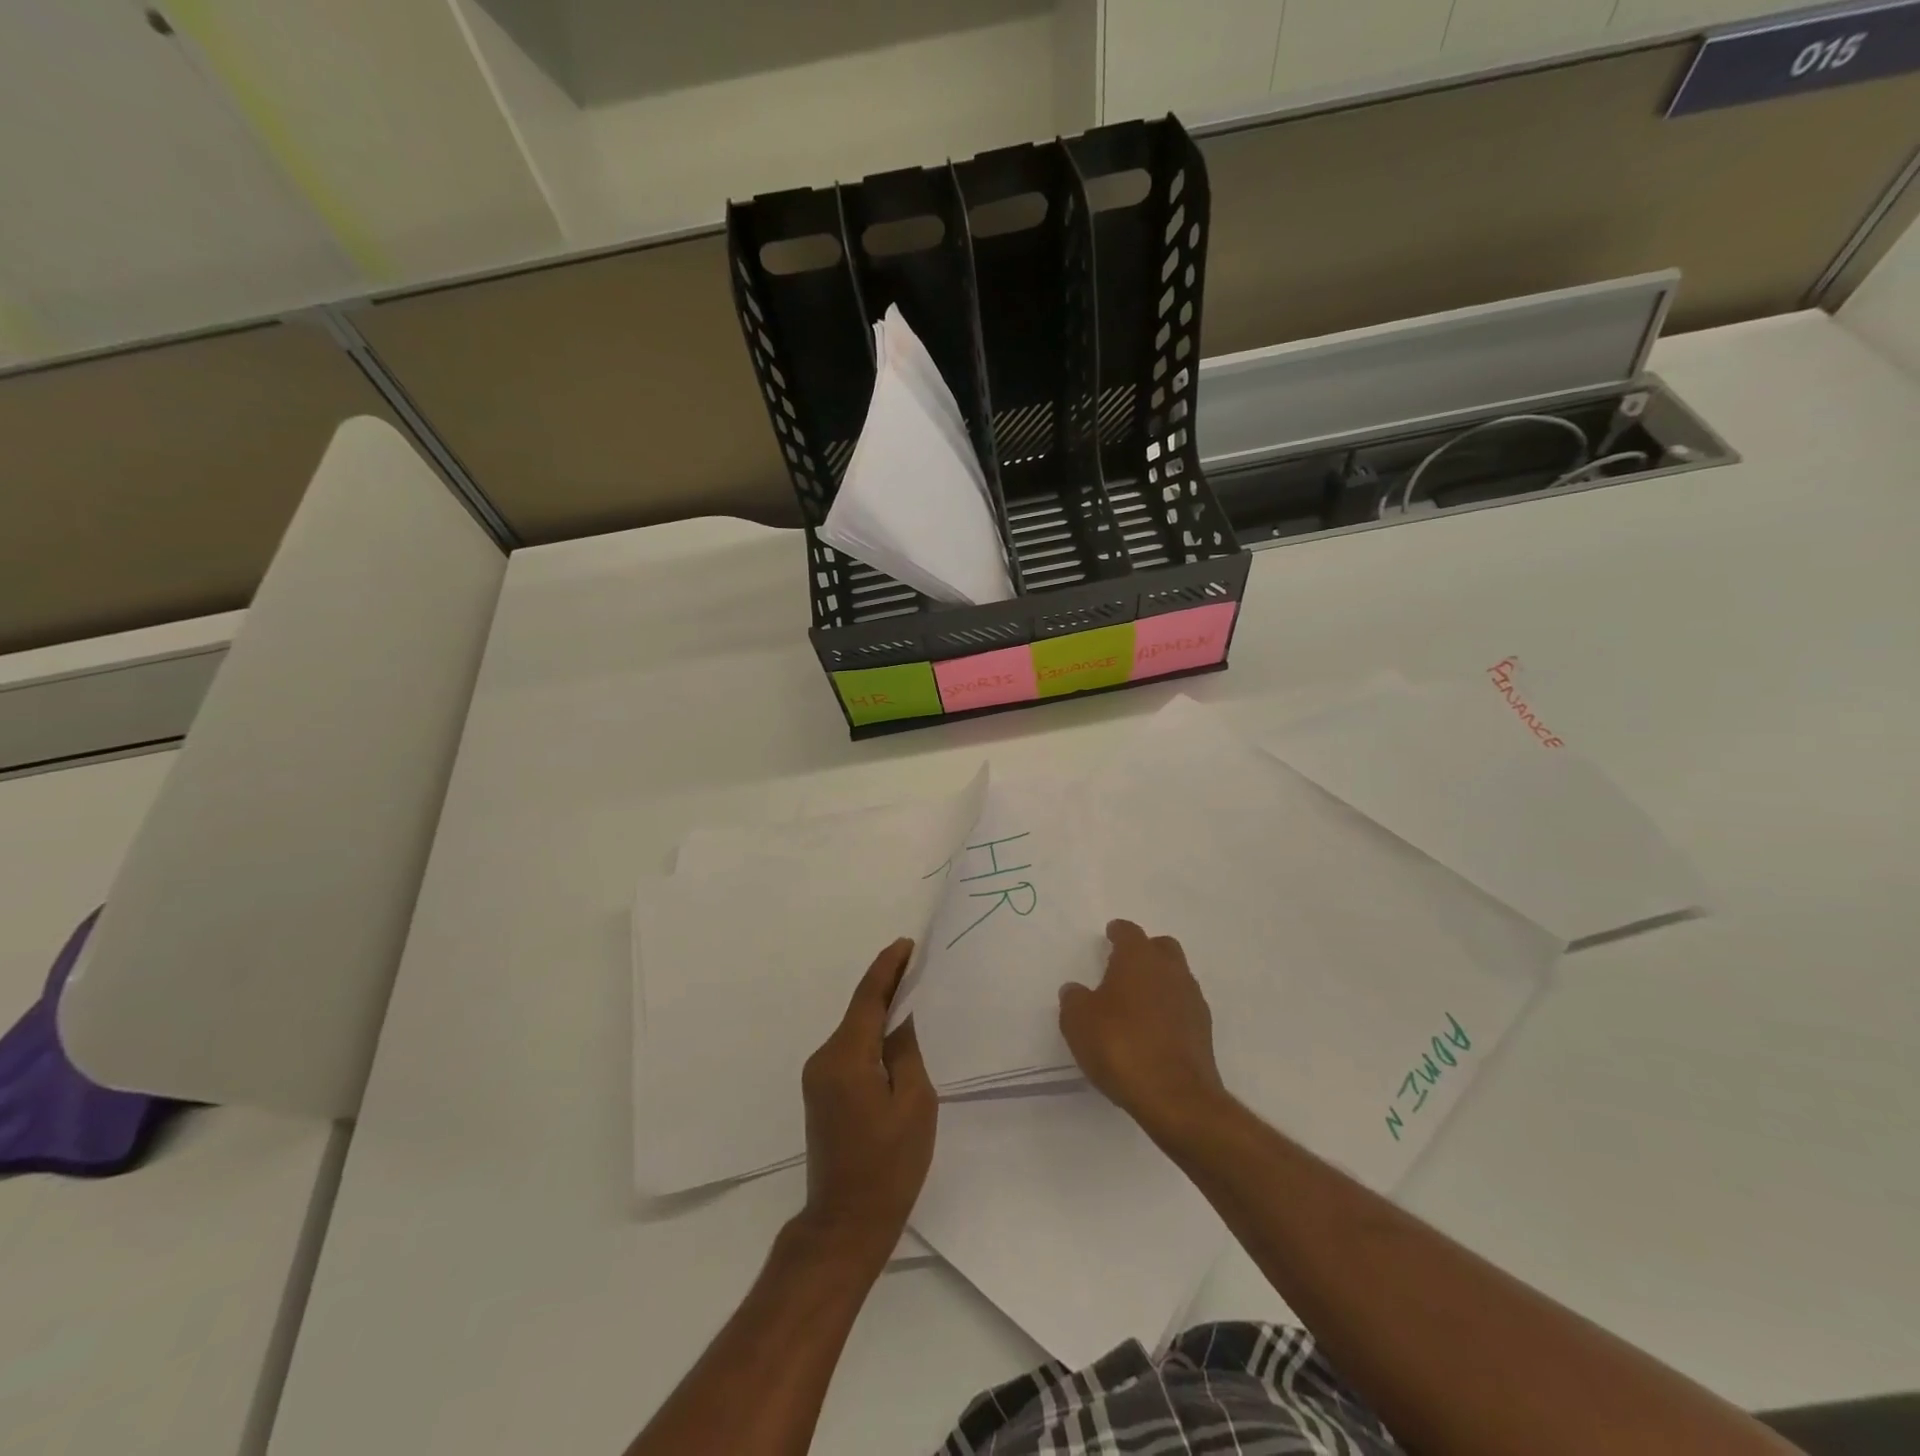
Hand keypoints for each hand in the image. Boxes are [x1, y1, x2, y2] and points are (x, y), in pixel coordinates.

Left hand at [799, 938, 936, 1260]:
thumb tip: (900, 1016)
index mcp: (846, 1057)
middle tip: (918, 966)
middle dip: (887, 987)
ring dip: (880, 1014)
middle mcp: (824, 1059)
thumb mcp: (914, 1102)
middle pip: (859, 1012)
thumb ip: (906, 1050)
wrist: (846, 1224)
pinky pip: (850, 1052)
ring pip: (854, 1032)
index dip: (887, 968)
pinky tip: (893, 1039)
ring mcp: (818, 1077)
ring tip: (912, 997)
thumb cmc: (889, 1165)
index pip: (868, 998)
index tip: (906, 943)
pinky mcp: (821, 1093)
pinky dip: (871, 1038)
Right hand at [1059, 920, 1227, 1140]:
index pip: (1130, 932)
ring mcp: (1192, 1000)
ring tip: (1137, 1002)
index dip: (1118, 932)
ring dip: (1159, 982)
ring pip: (1176, 977)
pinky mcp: (1204, 1031)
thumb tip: (1075, 990)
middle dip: (1145, 951)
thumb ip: (1074, 1000)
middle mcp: (1170, 970)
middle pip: (1161, 948)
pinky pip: (1183, 1007)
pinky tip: (1153, 1030)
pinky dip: (1169, 1010)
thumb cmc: (1120, 1046)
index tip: (1110, 935)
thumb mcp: (1078, 1021)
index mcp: (1139, 958)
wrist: (1175, 1097)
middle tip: (1124, 966)